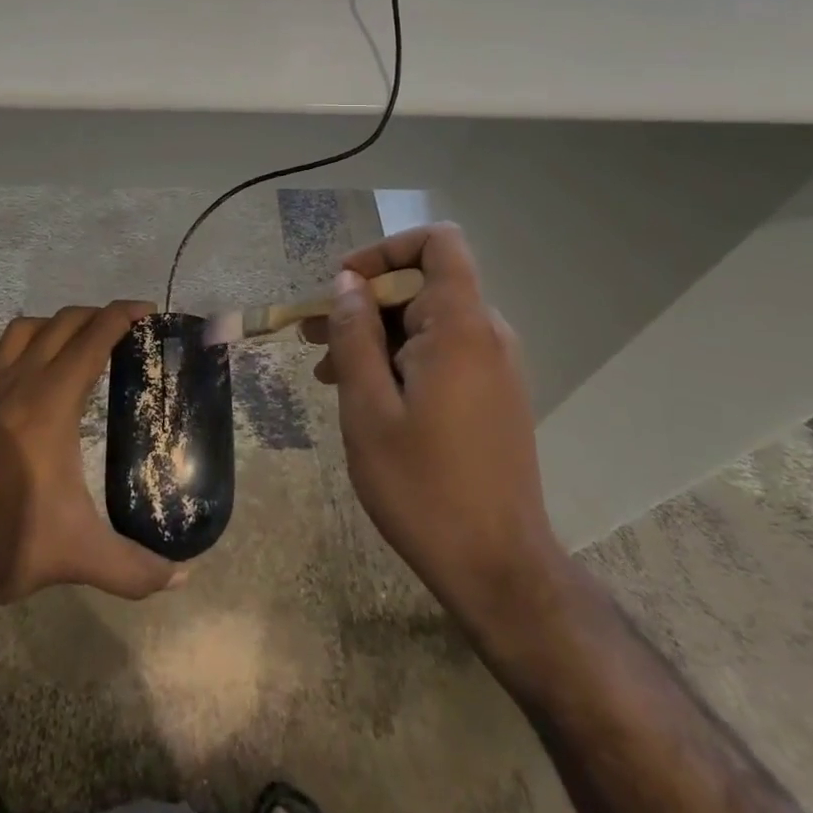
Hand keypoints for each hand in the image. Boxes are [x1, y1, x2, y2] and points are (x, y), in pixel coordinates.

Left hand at [0, 301, 185, 615]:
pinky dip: (11, 351)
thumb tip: (183, 577)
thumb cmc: (10, 540)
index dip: (122, 316)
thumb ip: (135, 568)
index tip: (148, 311)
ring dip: (53, 324)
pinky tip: (23, 371)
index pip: (93, 338)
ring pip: (22, 330)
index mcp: (53, 401)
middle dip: (96, 315)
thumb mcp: (80, 555)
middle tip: (126, 329)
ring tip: (77, 342)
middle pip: (61, 323)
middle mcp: (22, 384)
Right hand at [302, 224, 565, 618]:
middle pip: (423, 283)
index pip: (437, 242)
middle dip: (365, 300)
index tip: (345, 286)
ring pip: (427, 320)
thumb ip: (355, 334)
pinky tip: (365, 394)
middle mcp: (487, 334)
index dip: (386, 250)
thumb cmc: (424, 487)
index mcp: (461, 327)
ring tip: (326, 370)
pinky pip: (442, 351)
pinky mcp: (493, 394)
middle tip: (314, 335)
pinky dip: (400, 357)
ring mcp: (494, 365)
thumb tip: (348, 283)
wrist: (499, 570)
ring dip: (376, 333)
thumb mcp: (367, 408)